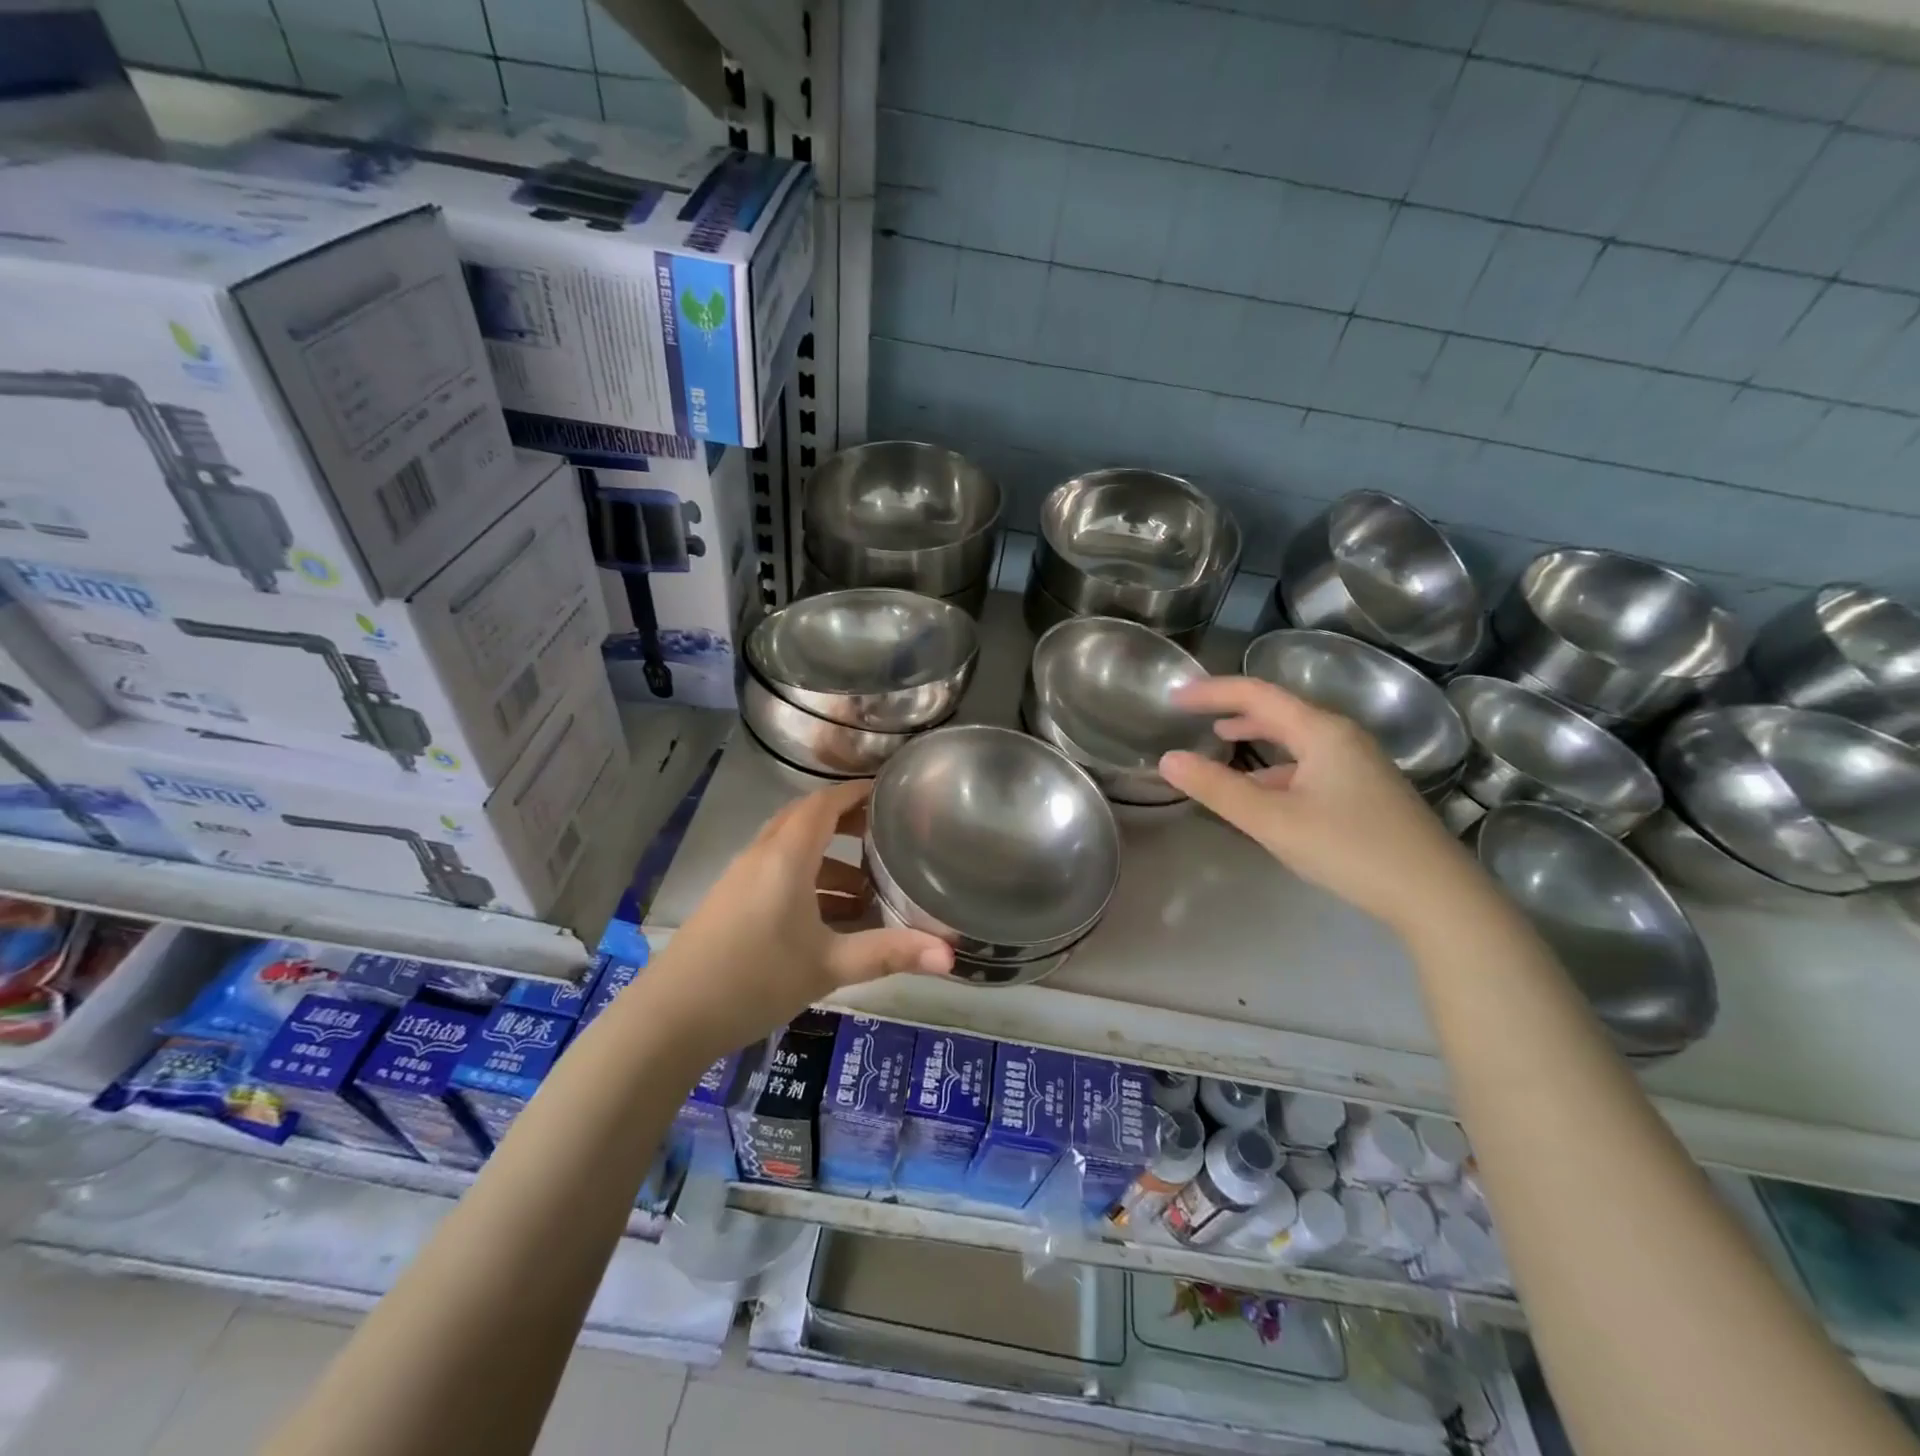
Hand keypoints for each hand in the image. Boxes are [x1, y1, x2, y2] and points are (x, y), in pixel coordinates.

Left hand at [640, 779, 953, 1055]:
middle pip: (807, 820)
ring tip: (868, 890)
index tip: (890, 791)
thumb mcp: (828, 966)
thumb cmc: (754, 979)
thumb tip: (950, 955)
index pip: (824, 804)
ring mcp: (740, 879)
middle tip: (886, 835)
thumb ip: (889, 953)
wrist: (668, 1019)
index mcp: (786, 856)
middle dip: (847, 823)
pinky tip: (829, 919)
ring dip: (829, 861)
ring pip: (792, 851)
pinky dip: (807, 881)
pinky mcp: (730, 902)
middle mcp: (761, 856)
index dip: (857, 793)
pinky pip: (777, 874)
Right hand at [1159, 677, 1483, 933]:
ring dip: (1257, 737)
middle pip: (1279, 711)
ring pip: (1296, 739)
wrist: (1436, 895)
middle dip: (1233, 710)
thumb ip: (1218, 789)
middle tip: (1193, 715)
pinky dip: (1277, 767)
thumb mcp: (1273, 821)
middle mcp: (1342, 737)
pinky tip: (1264, 792)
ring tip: (1221, 743)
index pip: (1257, 694)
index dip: (1212, 691)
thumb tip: (1168, 760)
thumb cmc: (1350, 848)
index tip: (1174, 697)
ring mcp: (1359, 763)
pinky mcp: (1366, 790)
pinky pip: (1310, 764)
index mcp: (1321, 731)